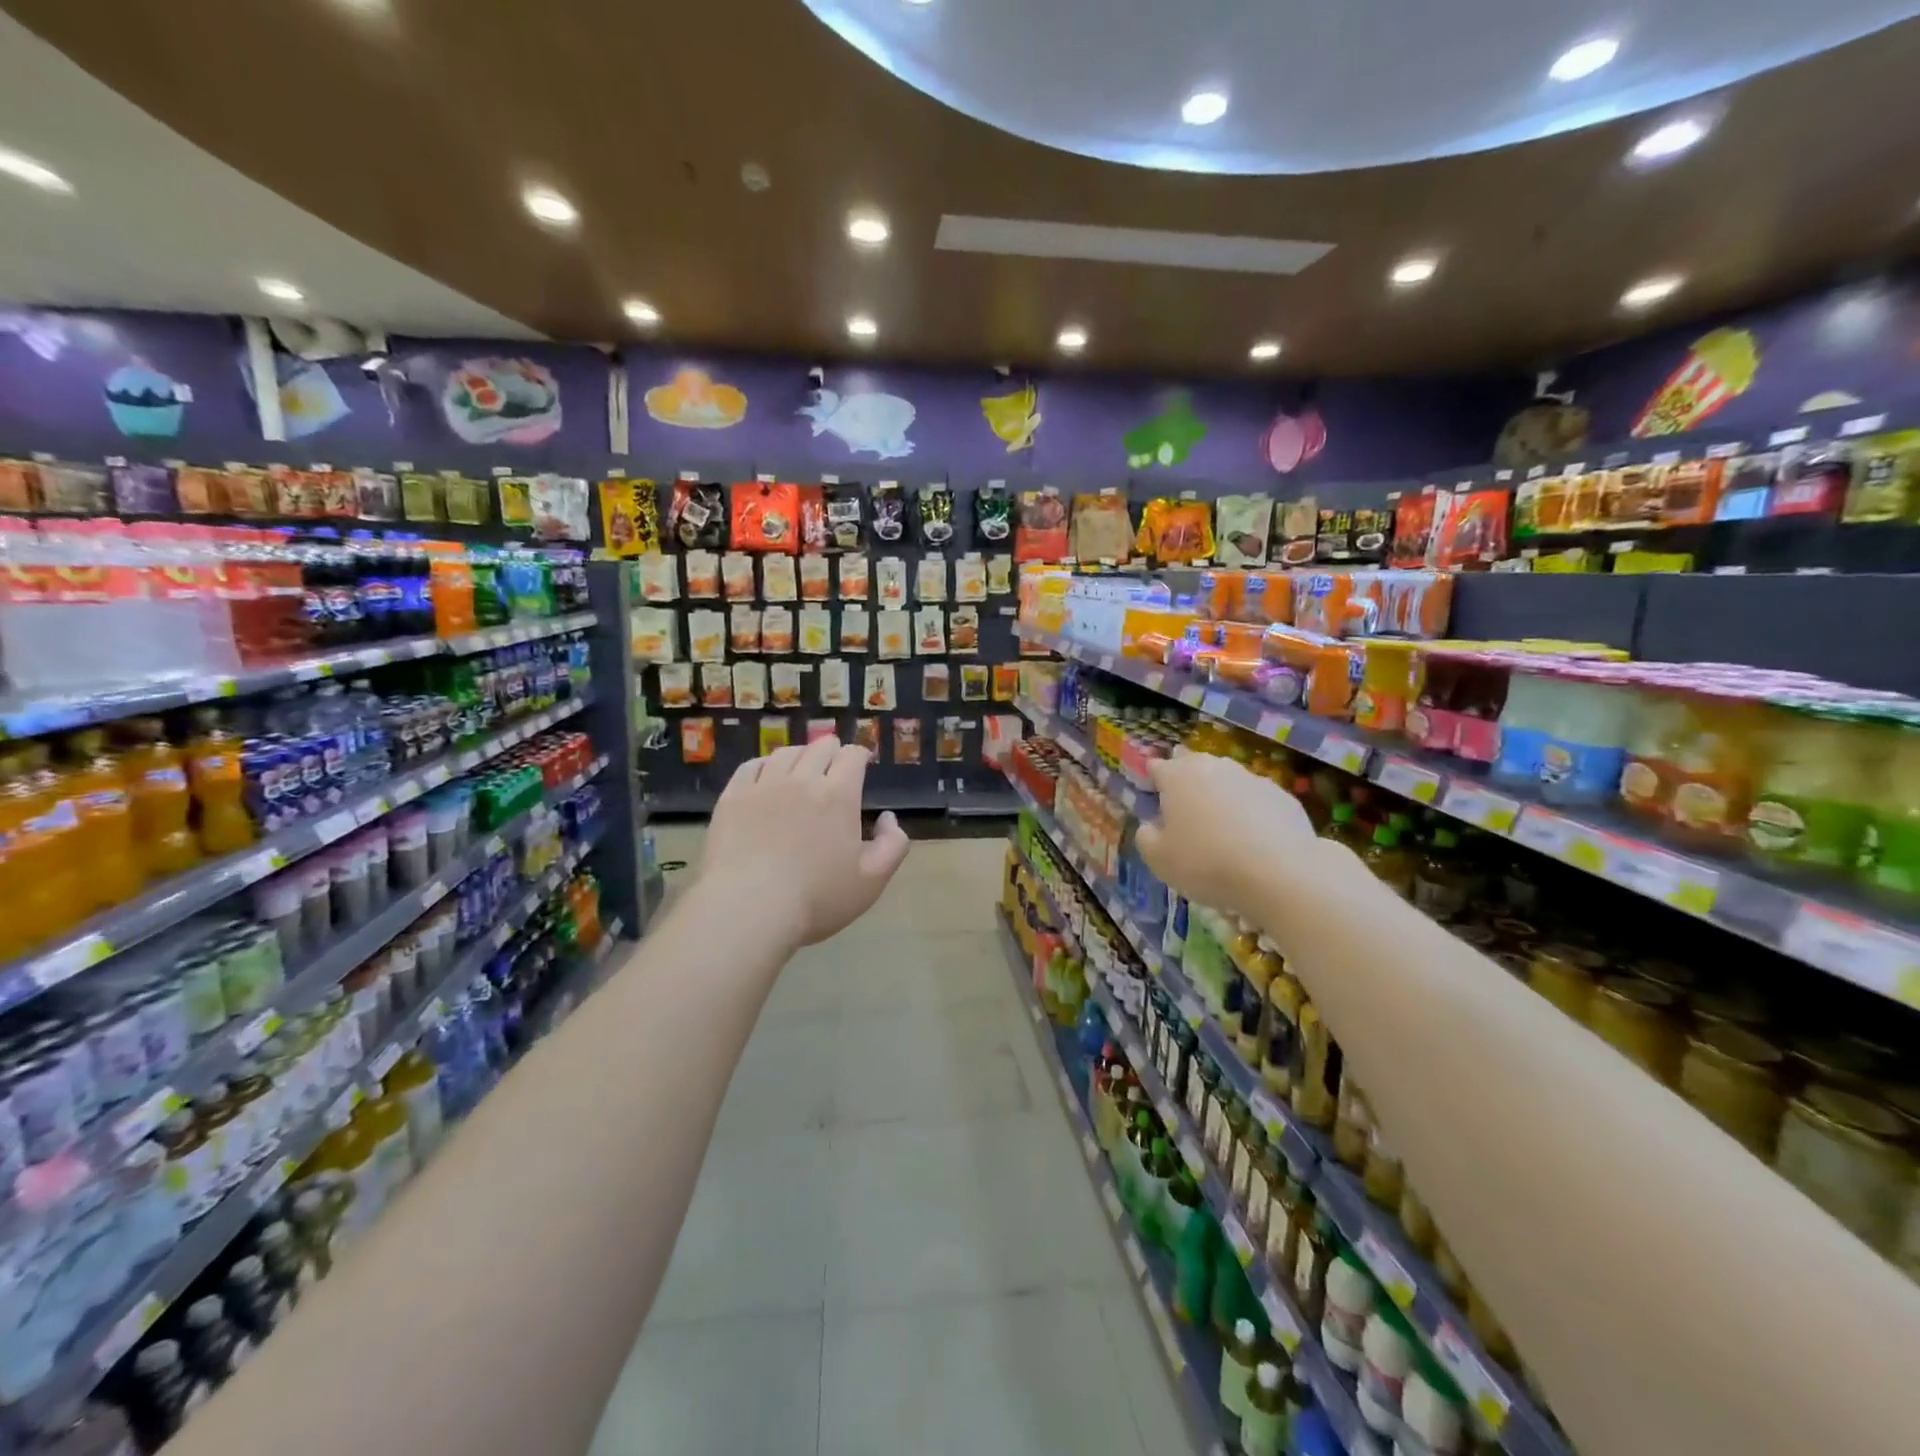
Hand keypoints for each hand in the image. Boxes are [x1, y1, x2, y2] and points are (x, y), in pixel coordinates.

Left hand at [700, 737, 911, 948]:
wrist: (747, 909)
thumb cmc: (816, 899)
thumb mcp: (872, 881)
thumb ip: (893, 845)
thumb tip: (888, 818)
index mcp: (838, 795)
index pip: (853, 755)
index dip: (860, 755)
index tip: (863, 764)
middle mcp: (802, 779)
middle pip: (820, 747)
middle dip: (832, 751)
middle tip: (834, 765)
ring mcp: (763, 786)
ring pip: (785, 753)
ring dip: (800, 755)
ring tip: (801, 768)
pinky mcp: (732, 798)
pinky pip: (750, 767)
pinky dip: (764, 765)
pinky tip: (765, 776)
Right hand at [1135, 751, 1322, 920]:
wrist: (1279, 873)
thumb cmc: (1206, 862)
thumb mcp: (1158, 859)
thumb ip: (1146, 837)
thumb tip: (1151, 826)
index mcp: (1178, 776)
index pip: (1157, 767)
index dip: (1152, 781)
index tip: (1152, 798)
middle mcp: (1214, 767)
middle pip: (1194, 766)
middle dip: (1186, 782)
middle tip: (1184, 810)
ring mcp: (1252, 778)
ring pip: (1227, 780)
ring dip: (1219, 796)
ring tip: (1220, 826)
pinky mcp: (1283, 796)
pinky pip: (1257, 800)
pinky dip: (1250, 812)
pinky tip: (1253, 839)